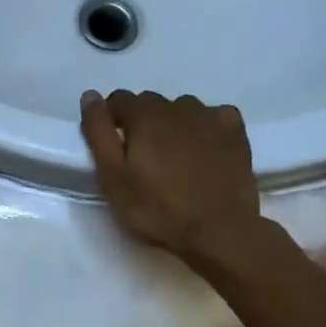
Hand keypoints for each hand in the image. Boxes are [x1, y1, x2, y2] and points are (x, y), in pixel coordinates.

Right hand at [79, 89, 266, 268]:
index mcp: (145, 116)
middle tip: (141, 158)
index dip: (110, 119)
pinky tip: (203, 146)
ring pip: (182, 108)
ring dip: (172, 123)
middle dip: (140, 122)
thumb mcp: (112, 176)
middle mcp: (178, 107)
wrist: (219, 231)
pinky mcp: (235, 134)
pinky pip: (214, 115)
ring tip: (171, 155)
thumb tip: (90, 95)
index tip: (112, 147)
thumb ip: (98, 132)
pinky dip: (204, 125)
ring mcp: (211, 118)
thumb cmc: (157, 208)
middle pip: (150, 102)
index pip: (119, 99)